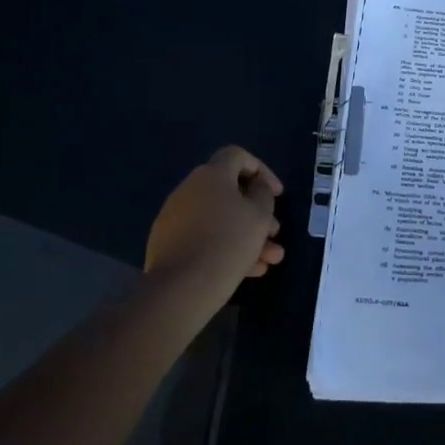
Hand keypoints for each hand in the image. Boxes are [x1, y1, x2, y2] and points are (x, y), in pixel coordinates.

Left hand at [144, 145, 286, 307]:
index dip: (262, 170)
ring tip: (269, 261)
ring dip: (247, 235)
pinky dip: (226, 247)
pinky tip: (247, 271)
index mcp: (211, 175)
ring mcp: (175, 217)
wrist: (180, 288)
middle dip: (257, 213)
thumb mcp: (259, 215)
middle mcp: (189, 189)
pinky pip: (204, 237)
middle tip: (275, 233)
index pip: (237, 156)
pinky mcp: (167, 244)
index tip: (277, 194)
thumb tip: (255, 187)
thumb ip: (263, 194)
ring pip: (220, 219)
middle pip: (230, 193)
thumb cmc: (228, 243)